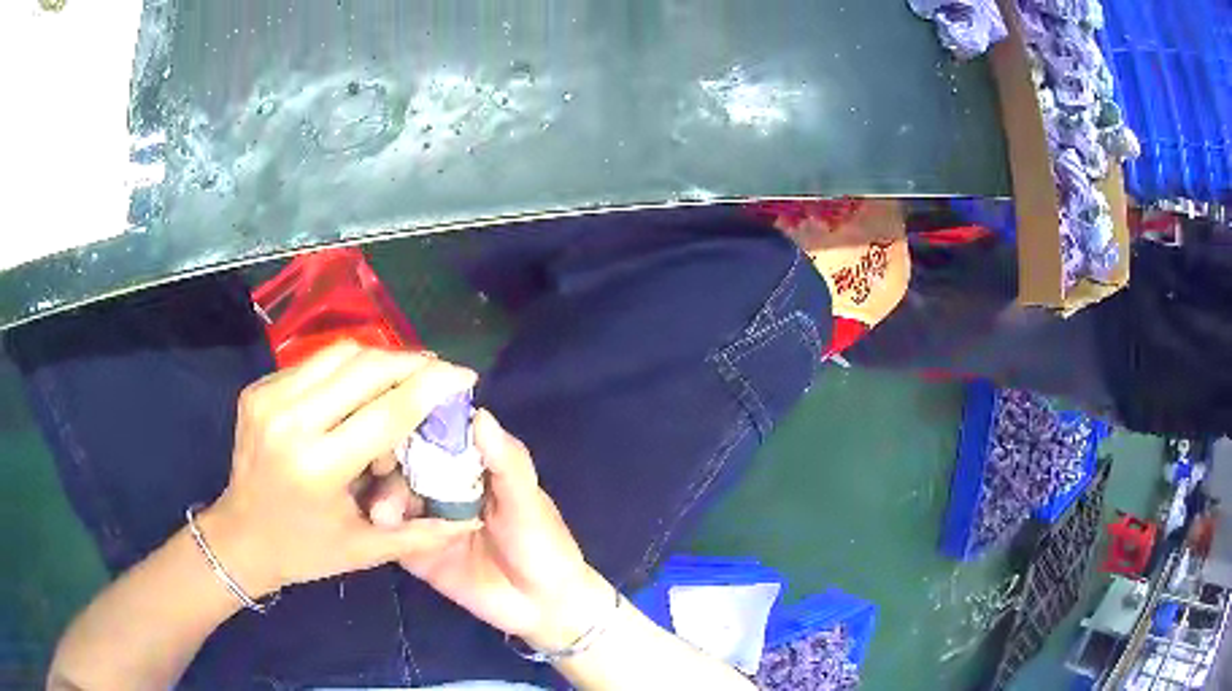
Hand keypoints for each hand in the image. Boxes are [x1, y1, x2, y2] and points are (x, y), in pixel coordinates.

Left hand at [200, 342, 480, 597]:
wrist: (239, 537)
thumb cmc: (304, 551)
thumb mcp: (365, 550)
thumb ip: (421, 534)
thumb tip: (470, 519)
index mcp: (318, 467)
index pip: (387, 412)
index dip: (431, 387)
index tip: (464, 375)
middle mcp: (291, 422)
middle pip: (364, 368)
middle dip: (411, 363)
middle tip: (439, 371)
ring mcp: (269, 399)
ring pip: (339, 354)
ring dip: (380, 360)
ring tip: (403, 377)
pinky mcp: (258, 389)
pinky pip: (315, 363)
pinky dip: (346, 369)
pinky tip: (358, 390)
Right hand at [384, 410, 612, 650]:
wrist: (543, 607)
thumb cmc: (544, 544)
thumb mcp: (528, 502)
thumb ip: (506, 462)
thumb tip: (479, 415)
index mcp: (470, 464)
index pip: (436, 432)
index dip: (415, 420)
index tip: (394, 413)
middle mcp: (441, 485)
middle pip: (405, 461)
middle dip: (389, 461)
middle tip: (380, 468)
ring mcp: (425, 517)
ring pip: (392, 496)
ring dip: (383, 497)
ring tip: (384, 511)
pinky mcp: (415, 551)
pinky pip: (392, 535)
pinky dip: (384, 528)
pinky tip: (382, 527)